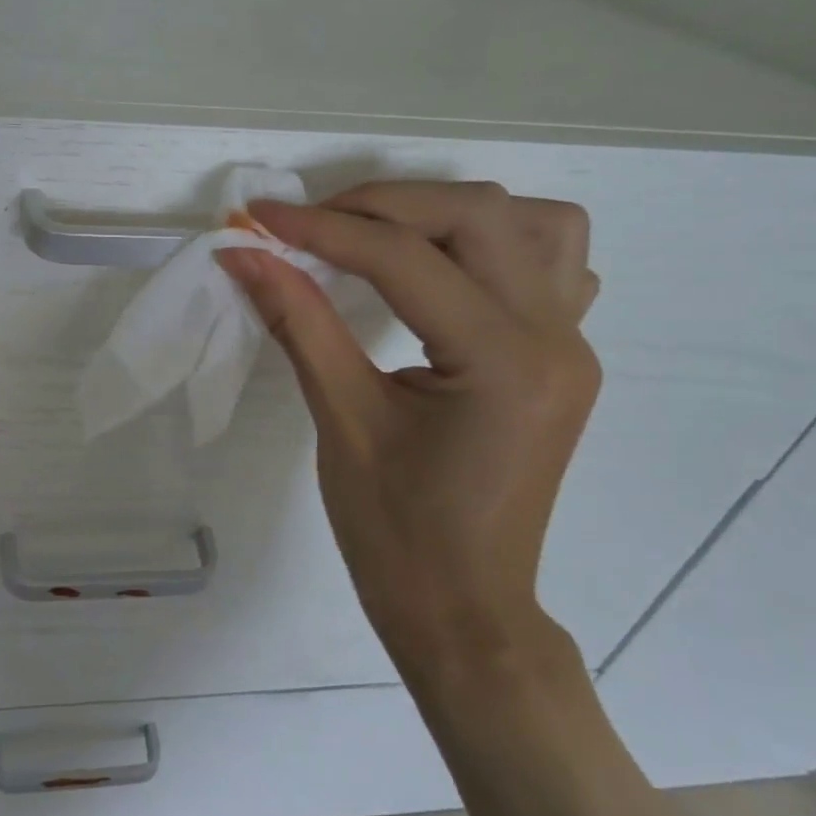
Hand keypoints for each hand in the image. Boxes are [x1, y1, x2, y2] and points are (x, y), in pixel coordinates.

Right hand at [216, 182, 600, 684]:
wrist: (463, 609)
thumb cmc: (395, 533)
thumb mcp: (341, 419)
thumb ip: (297, 322)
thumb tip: (244, 256)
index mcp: (502, 361)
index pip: (405, 259)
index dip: (323, 229)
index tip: (259, 218)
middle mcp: (554, 337)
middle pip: (478, 215)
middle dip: (381, 206)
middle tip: (310, 226)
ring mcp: (571, 345)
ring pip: (536, 223)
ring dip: (449, 214)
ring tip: (382, 239)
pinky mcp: (563, 357)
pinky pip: (554, 266)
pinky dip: (495, 246)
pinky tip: (445, 271)